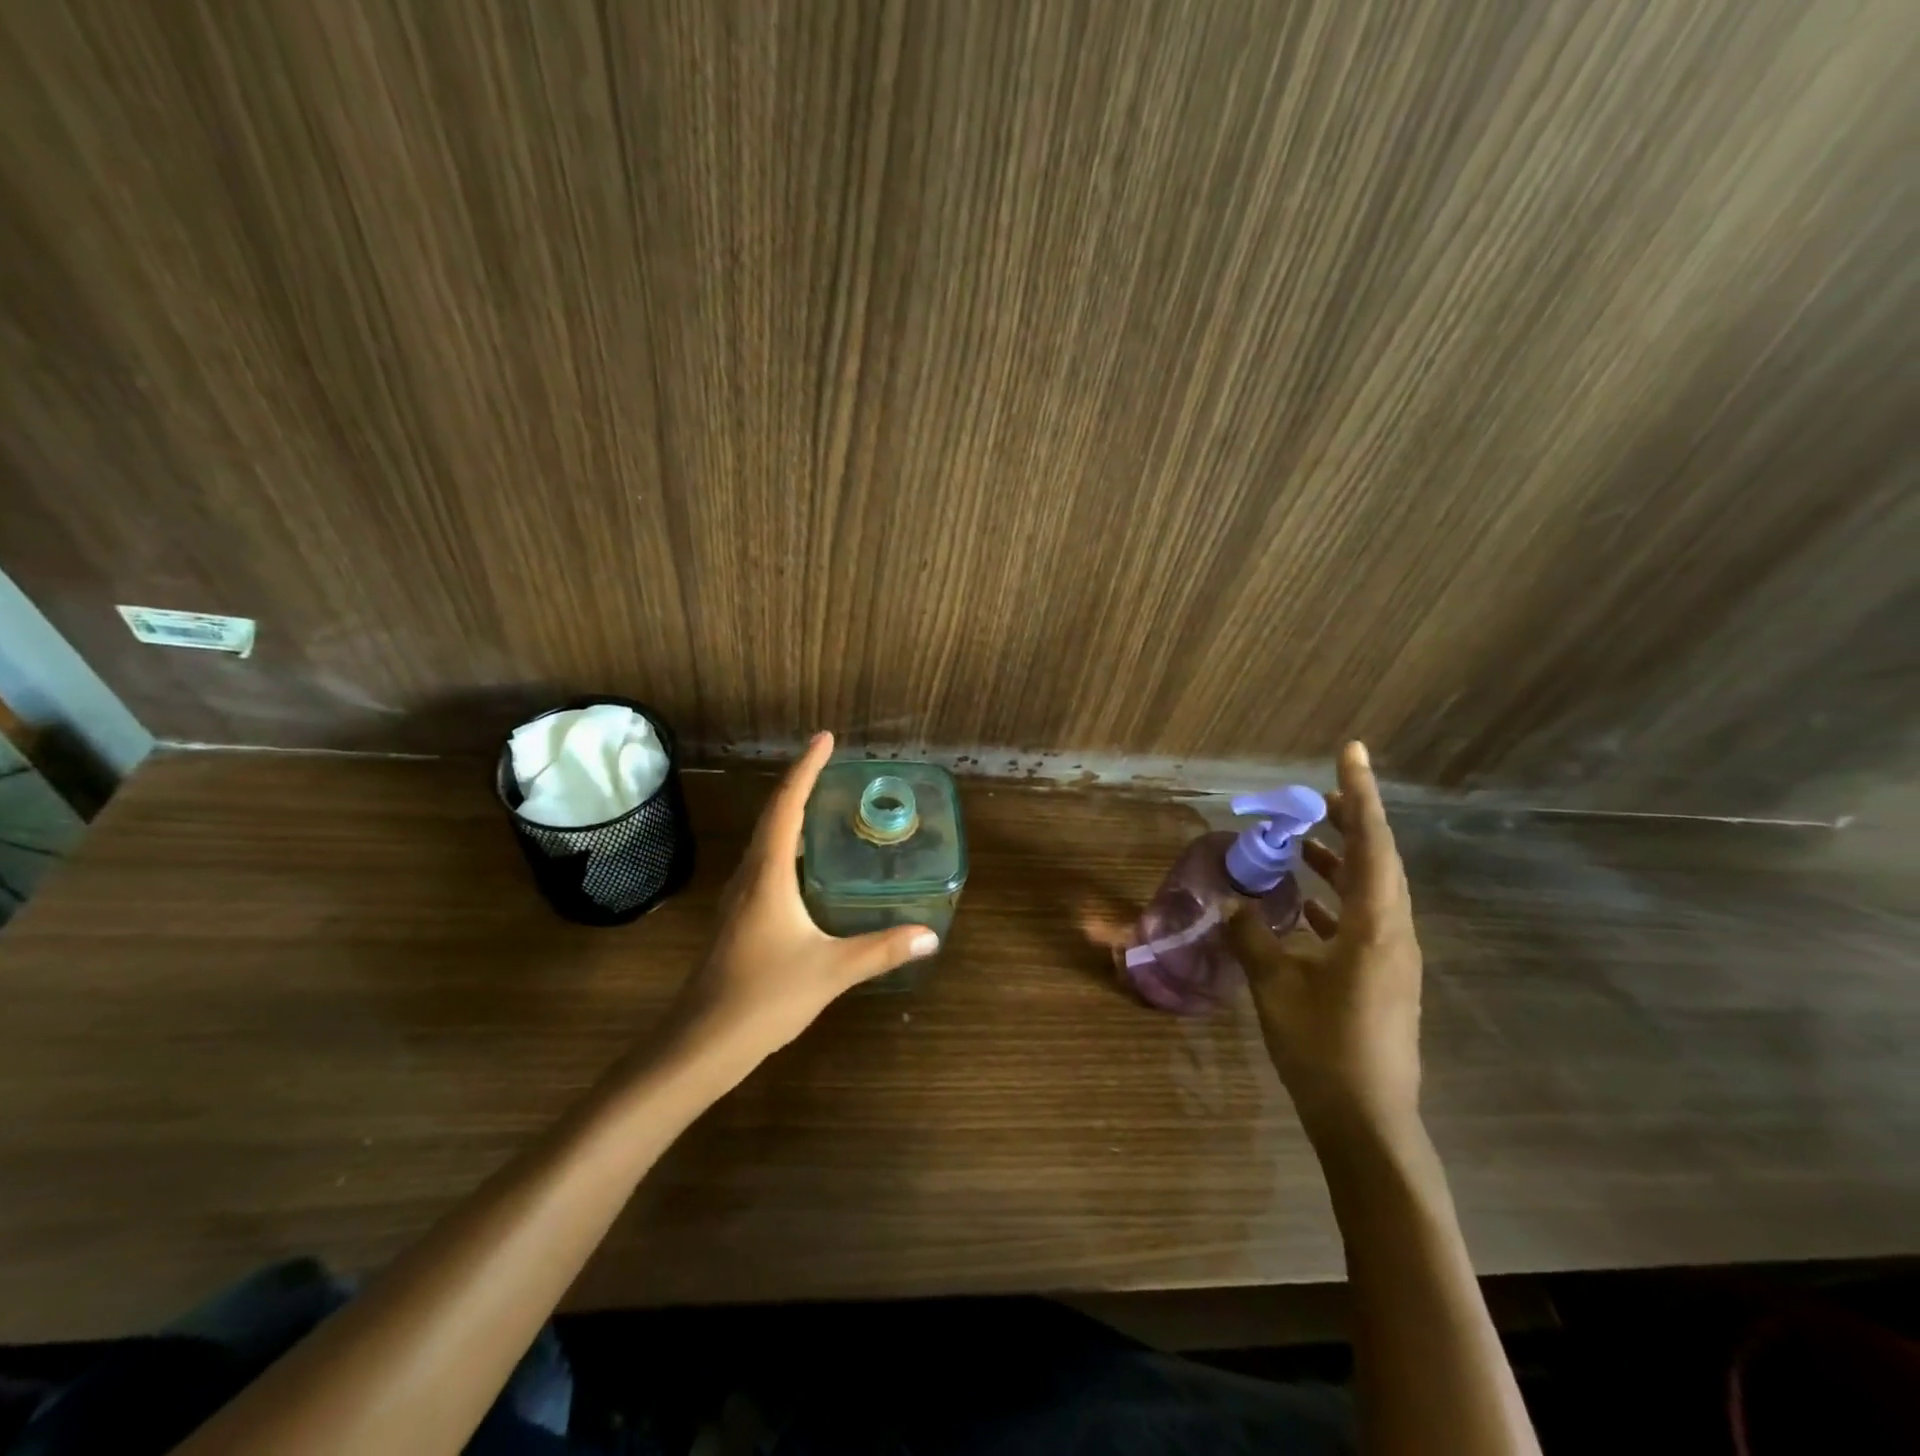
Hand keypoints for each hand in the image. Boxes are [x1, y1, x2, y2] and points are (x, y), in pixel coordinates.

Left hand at [662, 732, 938, 1068]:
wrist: (702, 1042)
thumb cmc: (764, 996)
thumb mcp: (831, 970)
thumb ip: (881, 950)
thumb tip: (930, 936)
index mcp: (768, 875)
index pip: (787, 806)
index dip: (806, 769)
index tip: (825, 739)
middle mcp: (749, 876)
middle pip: (772, 815)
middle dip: (799, 783)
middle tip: (829, 763)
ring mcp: (739, 899)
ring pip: (765, 841)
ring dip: (789, 814)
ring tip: (821, 803)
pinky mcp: (738, 919)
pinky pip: (764, 864)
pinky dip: (786, 845)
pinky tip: (805, 865)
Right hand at [1230, 741, 1423, 1146]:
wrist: (1368, 1122)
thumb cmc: (1323, 1048)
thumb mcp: (1275, 987)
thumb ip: (1252, 936)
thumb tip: (1234, 903)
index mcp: (1375, 926)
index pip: (1371, 843)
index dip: (1360, 794)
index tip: (1351, 752)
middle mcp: (1393, 933)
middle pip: (1379, 860)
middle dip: (1351, 821)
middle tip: (1316, 796)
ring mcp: (1391, 958)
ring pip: (1371, 890)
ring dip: (1341, 860)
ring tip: (1305, 840)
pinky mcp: (1382, 978)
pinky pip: (1361, 919)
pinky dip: (1334, 898)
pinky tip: (1302, 903)